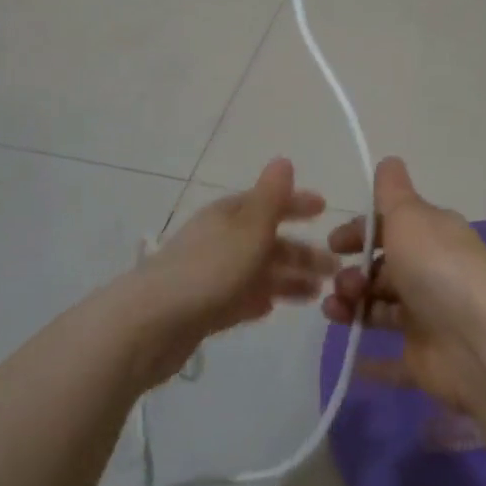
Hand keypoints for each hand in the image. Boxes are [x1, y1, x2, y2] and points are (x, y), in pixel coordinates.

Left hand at [132, 158, 334, 385]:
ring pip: (257, 271)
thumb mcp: (248, 230)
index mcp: (228, 216)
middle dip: (301, 251)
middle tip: (335, 268)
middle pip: (267, 240)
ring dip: (287, 278)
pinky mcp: (202, 309)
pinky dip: (257, 299)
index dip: (296, 203)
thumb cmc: (207, 271)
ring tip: (317, 293)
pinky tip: (273, 308)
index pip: (268, 201)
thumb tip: (284, 160)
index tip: (324, 208)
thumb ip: (270, 198)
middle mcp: (219, 240)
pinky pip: (238, 298)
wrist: (149, 325)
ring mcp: (209, 276)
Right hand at [321, 158, 485, 417]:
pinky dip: (371, 360)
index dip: (359, 233)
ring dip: (352, 308)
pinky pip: (392, 360)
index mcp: (432, 236)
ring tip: (338, 314)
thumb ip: (392, 192)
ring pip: (381, 310)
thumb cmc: (438, 269)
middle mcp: (431, 273)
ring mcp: (428, 317)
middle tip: (343, 286)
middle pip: (382, 270)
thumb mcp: (410, 217)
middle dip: (352, 274)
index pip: (389, 228)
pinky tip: (351, 359)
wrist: (480, 341)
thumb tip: (389, 161)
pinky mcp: (424, 358)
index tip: (334, 245)